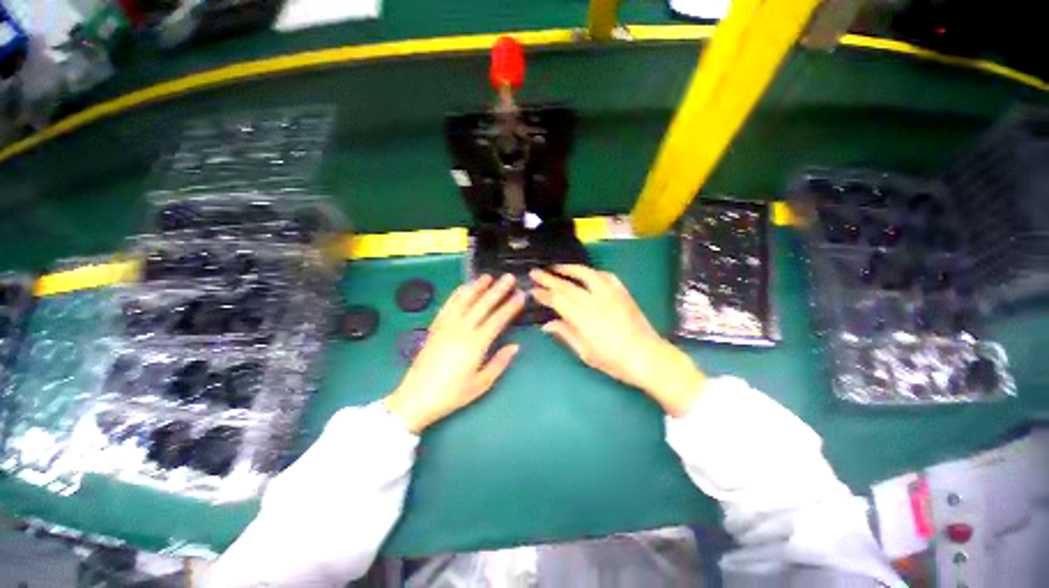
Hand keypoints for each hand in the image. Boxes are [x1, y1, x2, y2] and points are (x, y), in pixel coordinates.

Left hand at [384, 274, 524, 432]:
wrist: (416, 397)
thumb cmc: (452, 394)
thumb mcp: (481, 384)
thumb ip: (500, 362)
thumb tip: (516, 346)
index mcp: (476, 344)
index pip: (498, 319)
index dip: (511, 306)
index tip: (521, 294)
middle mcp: (461, 329)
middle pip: (483, 304)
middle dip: (498, 290)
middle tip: (509, 277)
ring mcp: (446, 326)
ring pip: (464, 300)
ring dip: (477, 287)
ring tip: (488, 276)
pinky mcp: (435, 327)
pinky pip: (448, 305)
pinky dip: (457, 294)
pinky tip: (464, 288)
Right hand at [531, 265, 704, 416]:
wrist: (647, 356)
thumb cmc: (614, 360)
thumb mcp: (585, 352)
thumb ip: (565, 334)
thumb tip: (547, 324)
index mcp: (583, 318)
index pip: (558, 300)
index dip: (543, 294)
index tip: (533, 290)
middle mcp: (595, 301)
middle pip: (567, 285)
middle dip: (548, 278)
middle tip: (535, 272)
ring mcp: (610, 293)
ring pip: (585, 274)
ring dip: (568, 269)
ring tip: (556, 267)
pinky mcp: (622, 291)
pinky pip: (605, 275)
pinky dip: (591, 272)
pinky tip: (584, 273)